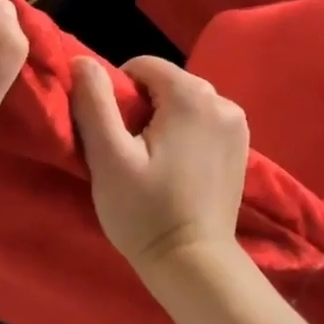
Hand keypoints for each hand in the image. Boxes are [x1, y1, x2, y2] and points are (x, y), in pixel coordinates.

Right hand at [70, 55, 248, 271]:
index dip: (117, 92)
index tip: (111, 132)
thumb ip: (94, 103)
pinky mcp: (241, 147)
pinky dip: (185, 135)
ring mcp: (238, 124)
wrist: (193, 262)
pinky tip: (175, 169)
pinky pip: (203, 123)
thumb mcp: (108, 158)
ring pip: (185, 103)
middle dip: (142, 107)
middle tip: (128, 152)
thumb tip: (82, 61)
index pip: (143, 66)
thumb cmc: (145, 212)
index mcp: (192, 96)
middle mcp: (222, 101)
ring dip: (163, 121)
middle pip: (166, 84)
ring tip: (151, 163)